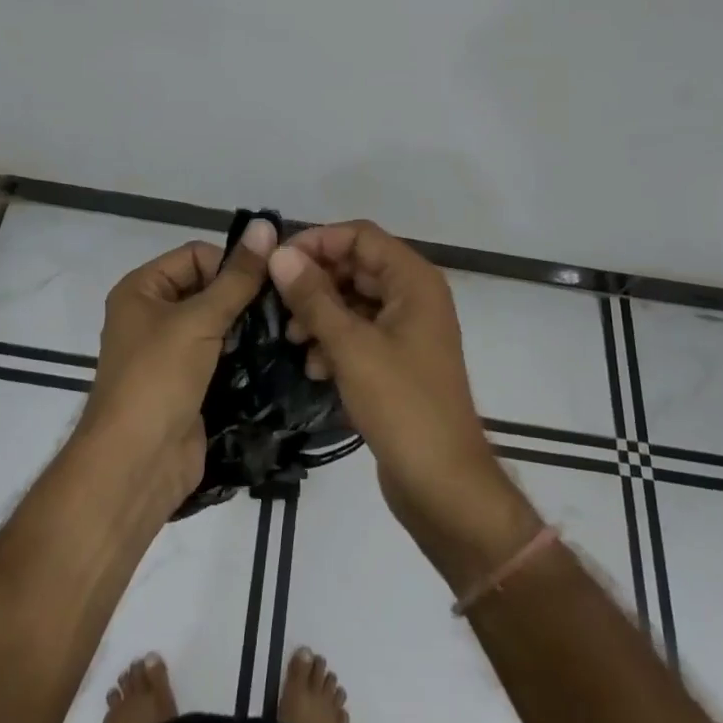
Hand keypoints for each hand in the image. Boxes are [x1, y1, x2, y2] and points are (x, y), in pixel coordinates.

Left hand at [81, 219, 276, 512]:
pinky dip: (246, 355)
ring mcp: (172, 353)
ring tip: (289, 328)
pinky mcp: (190, 385)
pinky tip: (279, 355)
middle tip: (287, 304)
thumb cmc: (157, 379)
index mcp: (142, 289)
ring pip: (219, 324)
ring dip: (249, 326)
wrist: (136, 466)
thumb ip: (237, 278)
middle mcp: (153, 315)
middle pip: (209, 288)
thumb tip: (265, 225)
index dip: (230, 263)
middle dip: (244, 295)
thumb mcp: (198, 320)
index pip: (196, 255)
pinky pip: (223, 357)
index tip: (270, 279)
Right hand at [268, 222, 536, 577]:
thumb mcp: (351, 347)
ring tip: (292, 339)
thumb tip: (280, 254)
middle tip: (278, 305)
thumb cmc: (402, 406)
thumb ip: (314, 297)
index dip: (318, 241)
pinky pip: (360, 332)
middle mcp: (414, 295)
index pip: (360, 236)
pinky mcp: (399, 360)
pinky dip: (335, 341)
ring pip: (354, 300)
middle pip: (356, 266)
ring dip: (321, 313)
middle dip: (316, 282)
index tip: (278, 263)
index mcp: (413, 280)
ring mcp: (408, 329)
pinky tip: (313, 367)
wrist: (444, 486)